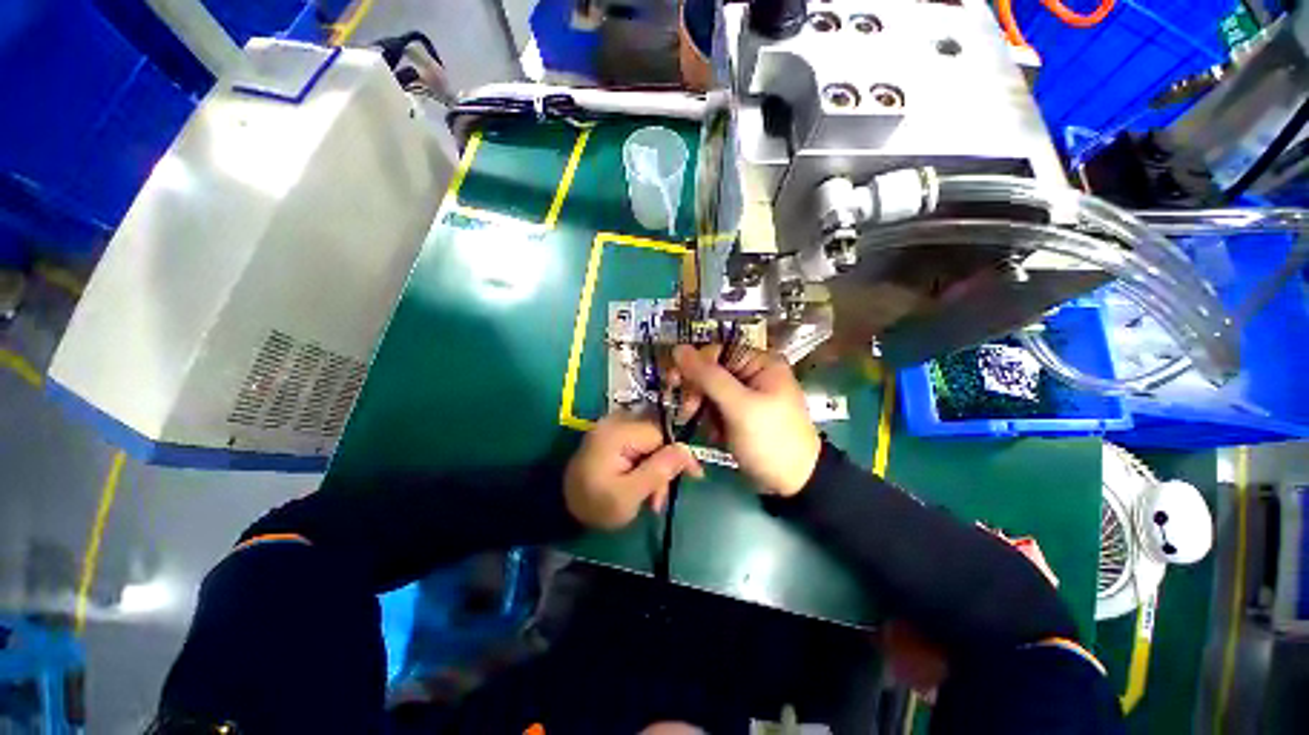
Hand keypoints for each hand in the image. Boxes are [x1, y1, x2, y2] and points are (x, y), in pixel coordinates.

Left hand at [564, 414, 702, 529]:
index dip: (677, 455)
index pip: (661, 434)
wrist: (560, 507)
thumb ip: (658, 471)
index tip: (694, 476)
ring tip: (649, 498)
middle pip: (657, 437)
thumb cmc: (594, 504)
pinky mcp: (612, 436)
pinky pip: (639, 444)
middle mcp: (615, 422)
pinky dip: (644, 464)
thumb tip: (687, 450)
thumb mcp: (628, 495)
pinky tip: (641, 485)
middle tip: (658, 500)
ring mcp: (612, 428)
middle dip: (663, 468)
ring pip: (650, 442)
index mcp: (617, 433)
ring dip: (655, 469)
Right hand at [672, 345, 820, 495]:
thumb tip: (678, 349)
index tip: (674, 382)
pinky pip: (714, 407)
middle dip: (696, 390)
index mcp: (760, 362)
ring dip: (700, 407)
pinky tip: (713, 433)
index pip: (717, 351)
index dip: (694, 363)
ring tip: (701, 426)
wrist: (793, 483)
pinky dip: (708, 419)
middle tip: (687, 410)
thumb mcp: (739, 407)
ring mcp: (745, 394)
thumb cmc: (770, 439)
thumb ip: (708, 377)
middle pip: (711, 370)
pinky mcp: (738, 413)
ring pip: (709, 390)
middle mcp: (752, 373)